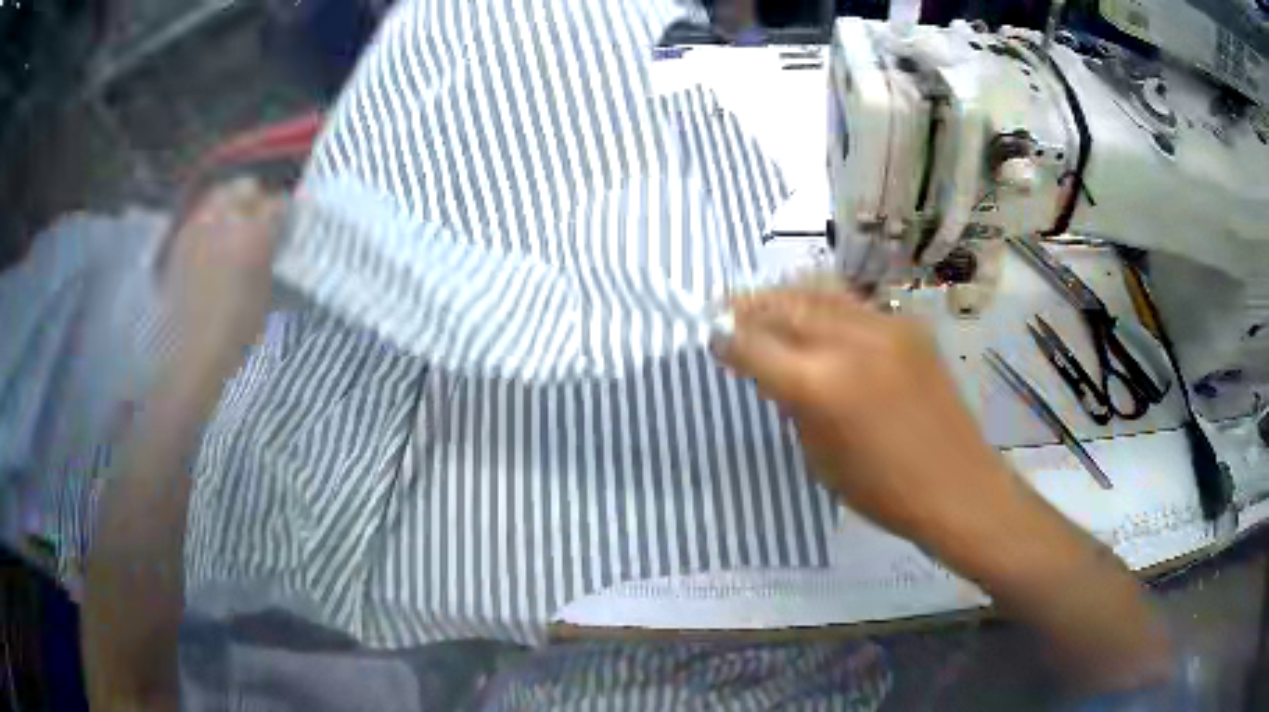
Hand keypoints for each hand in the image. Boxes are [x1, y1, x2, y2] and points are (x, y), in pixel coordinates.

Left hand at [162, 178, 285, 375]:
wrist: (190, 354)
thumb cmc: (235, 332)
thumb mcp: (266, 297)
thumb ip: (272, 259)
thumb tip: (279, 241)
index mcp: (254, 234)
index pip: (278, 203)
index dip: (285, 211)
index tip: (286, 223)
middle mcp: (226, 219)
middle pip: (246, 187)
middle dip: (255, 199)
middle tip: (259, 219)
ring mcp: (199, 226)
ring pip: (220, 195)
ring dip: (231, 204)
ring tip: (233, 225)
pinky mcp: (180, 238)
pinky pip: (200, 214)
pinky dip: (209, 219)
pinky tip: (211, 241)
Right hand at [714, 284, 1173, 692]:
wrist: (958, 485)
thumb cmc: (884, 491)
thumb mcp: (820, 457)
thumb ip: (796, 404)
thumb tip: (777, 371)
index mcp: (820, 386)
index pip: (755, 346)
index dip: (726, 339)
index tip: (710, 336)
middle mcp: (849, 342)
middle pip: (784, 306)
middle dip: (749, 307)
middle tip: (725, 308)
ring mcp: (884, 327)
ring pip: (820, 293)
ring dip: (785, 295)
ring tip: (764, 302)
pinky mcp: (909, 326)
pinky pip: (854, 305)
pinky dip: (824, 304)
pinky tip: (816, 315)